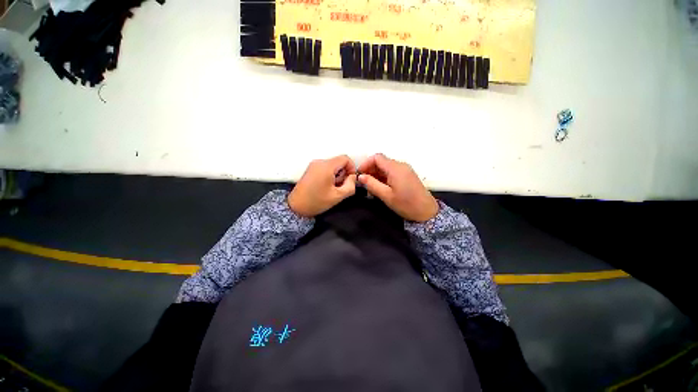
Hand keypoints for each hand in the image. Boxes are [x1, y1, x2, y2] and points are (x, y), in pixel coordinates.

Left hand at [288, 155, 356, 217]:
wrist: (296, 207)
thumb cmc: (315, 202)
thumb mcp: (337, 196)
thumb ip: (350, 186)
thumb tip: (353, 178)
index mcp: (326, 166)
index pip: (345, 158)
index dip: (352, 168)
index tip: (350, 180)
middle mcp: (319, 162)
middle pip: (339, 162)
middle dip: (343, 174)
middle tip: (340, 187)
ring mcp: (314, 165)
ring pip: (333, 165)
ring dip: (337, 176)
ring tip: (332, 188)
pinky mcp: (311, 169)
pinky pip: (326, 168)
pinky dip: (330, 176)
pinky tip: (326, 187)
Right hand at [358, 154, 438, 221]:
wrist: (426, 212)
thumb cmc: (406, 204)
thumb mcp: (386, 195)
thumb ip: (372, 184)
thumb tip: (361, 177)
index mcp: (395, 168)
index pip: (377, 158)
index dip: (366, 164)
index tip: (360, 174)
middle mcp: (400, 165)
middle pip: (381, 161)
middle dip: (370, 170)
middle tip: (364, 183)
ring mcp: (405, 170)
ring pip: (386, 167)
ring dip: (377, 174)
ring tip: (371, 187)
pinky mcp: (407, 175)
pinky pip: (392, 172)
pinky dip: (384, 177)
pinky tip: (380, 187)